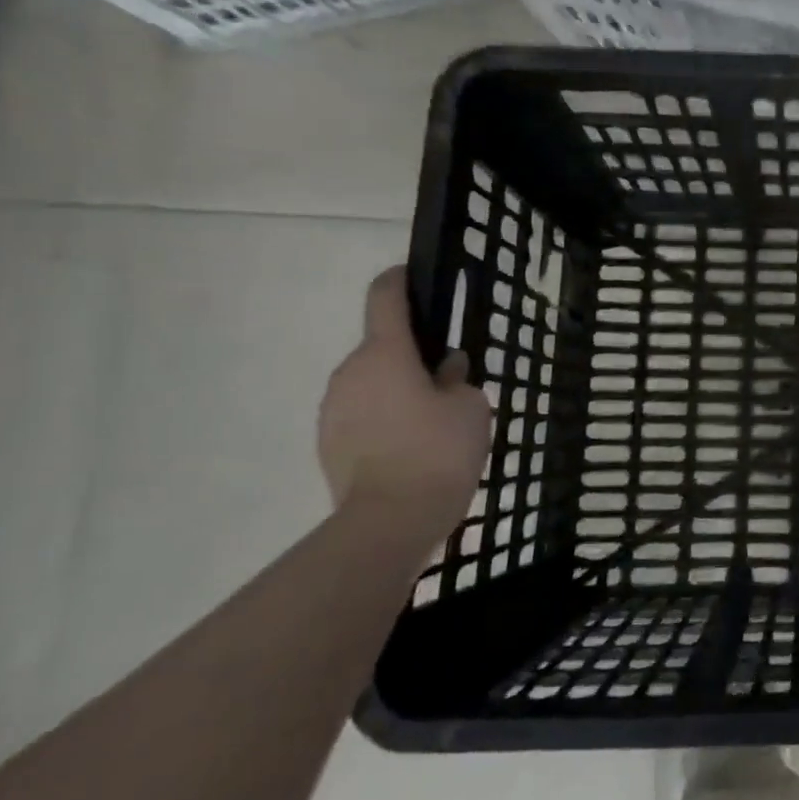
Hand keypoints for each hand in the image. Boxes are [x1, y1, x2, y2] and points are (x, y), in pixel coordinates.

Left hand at [318, 266, 491, 542]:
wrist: (389, 522)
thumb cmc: (438, 451)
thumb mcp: (470, 407)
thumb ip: (458, 379)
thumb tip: (444, 371)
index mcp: (385, 354)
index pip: (385, 298)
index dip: (400, 281)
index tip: (414, 277)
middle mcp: (350, 373)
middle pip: (382, 347)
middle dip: (413, 355)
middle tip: (451, 379)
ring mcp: (333, 410)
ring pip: (372, 384)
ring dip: (399, 389)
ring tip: (435, 421)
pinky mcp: (328, 443)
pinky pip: (362, 415)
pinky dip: (386, 419)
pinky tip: (414, 447)